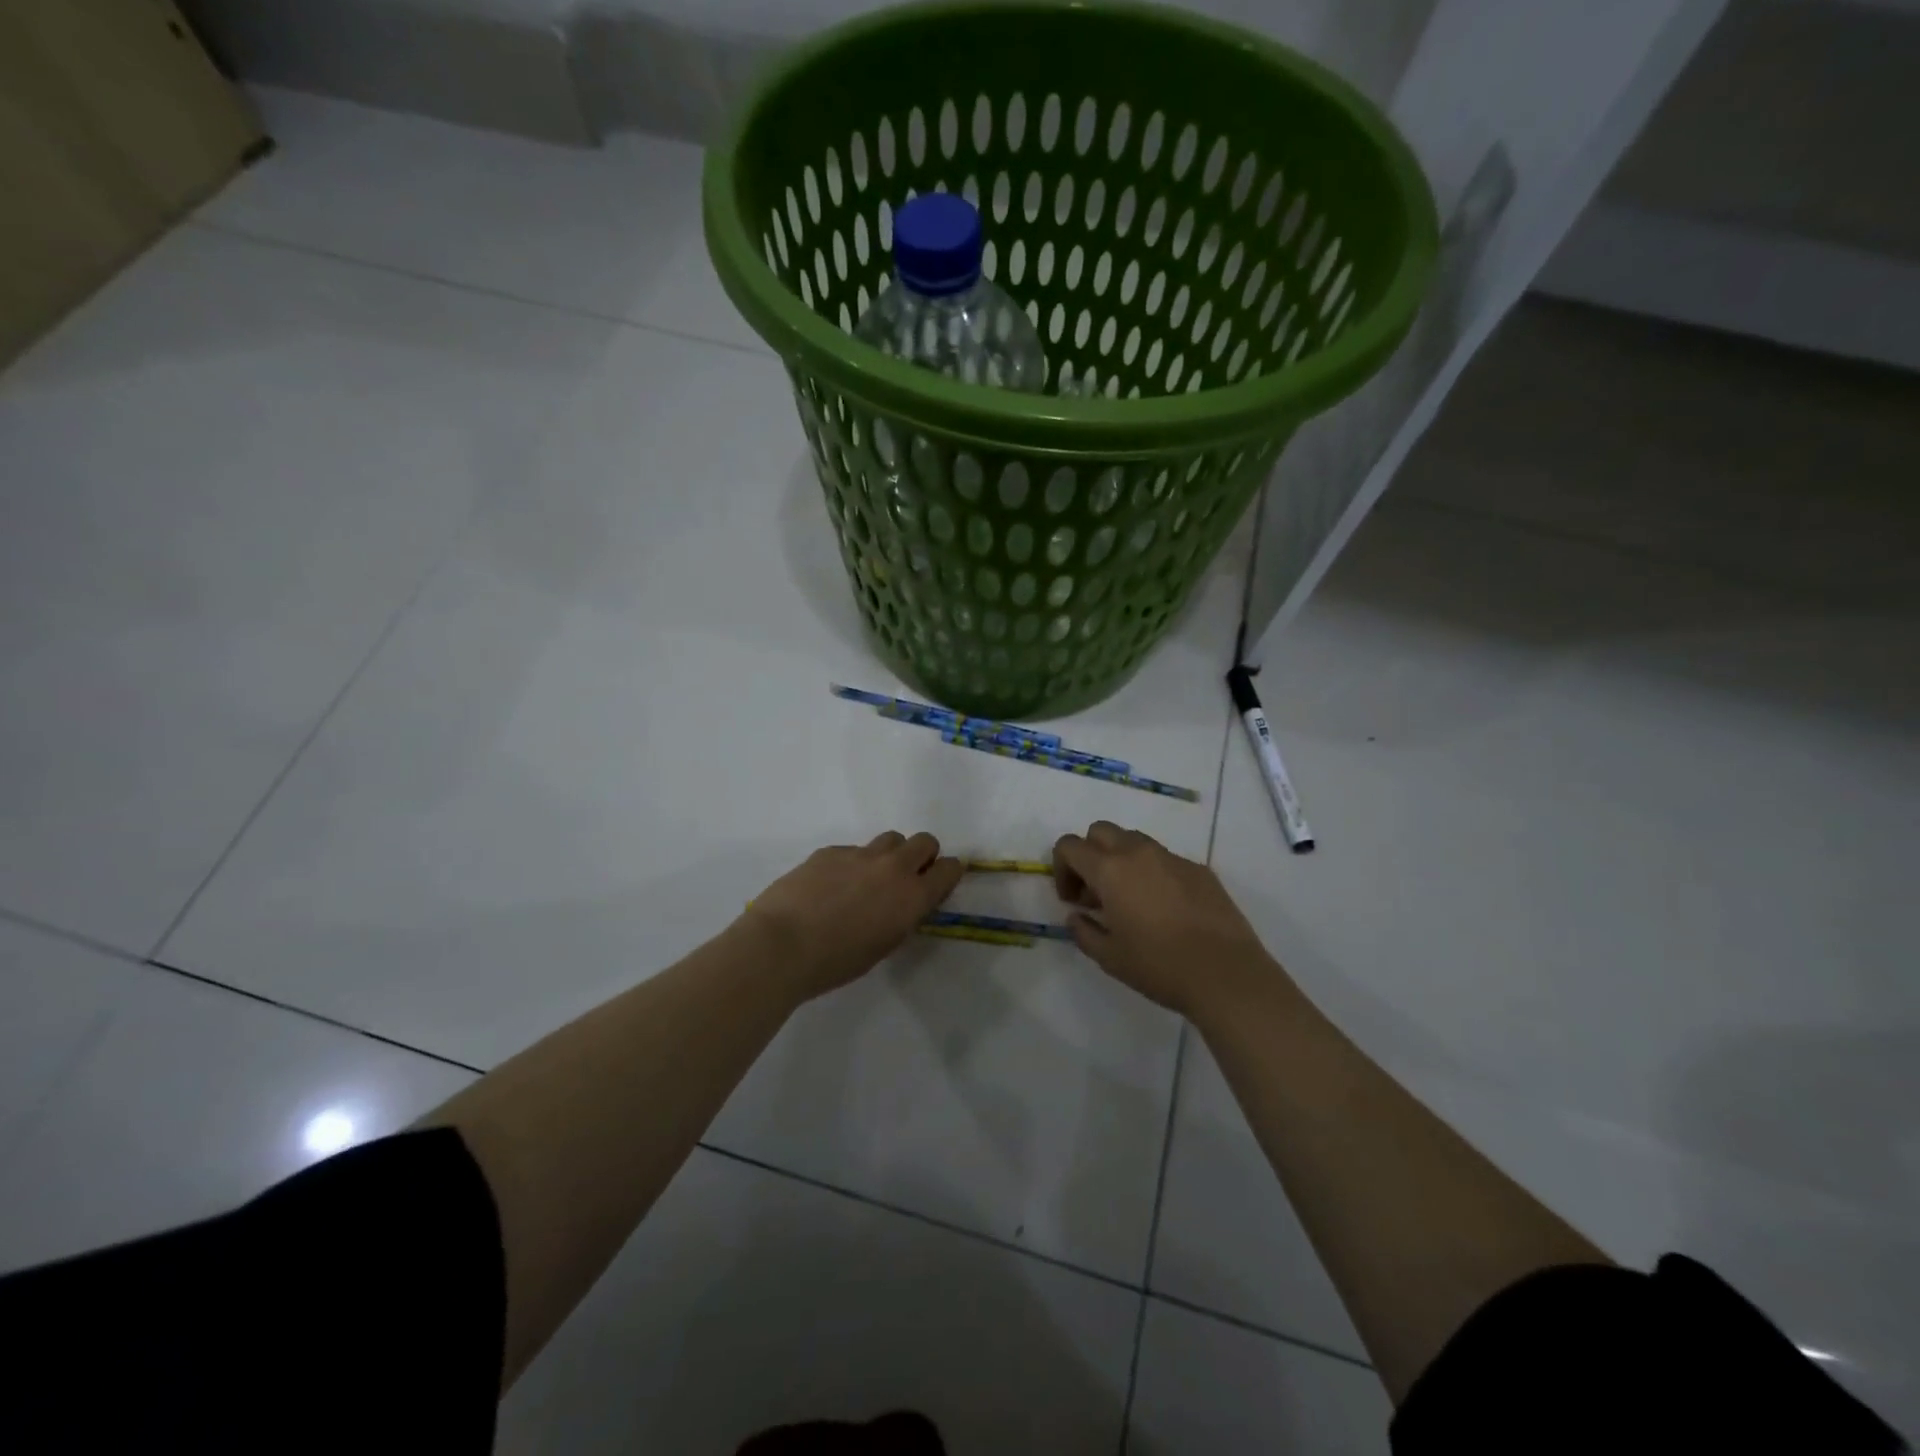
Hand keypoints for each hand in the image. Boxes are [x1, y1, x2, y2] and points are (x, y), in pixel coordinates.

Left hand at [744, 832, 963, 1000]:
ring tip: (870, 878)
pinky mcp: (831, 850)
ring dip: (890, 854)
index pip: (949, 869)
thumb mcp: (883, 946)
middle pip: (924, 841)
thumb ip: (901, 917)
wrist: (781, 945)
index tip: (939, 883)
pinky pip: (854, 850)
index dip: (947, 874)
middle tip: (907, 877)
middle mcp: (893, 867)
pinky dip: (852, 864)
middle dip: (923, 855)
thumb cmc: (835, 962)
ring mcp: (860, 854)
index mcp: (912, 897)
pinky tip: (831, 886)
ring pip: (890, 839)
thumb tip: (902, 904)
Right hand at [1053, 822, 1277, 1018]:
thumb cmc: (1159, 966)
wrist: (1226, 973)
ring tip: (1129, 899)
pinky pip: (1164, 859)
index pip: (1070, 846)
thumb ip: (1084, 931)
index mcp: (1110, 870)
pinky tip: (1164, 909)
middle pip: (1101, 831)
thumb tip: (1077, 916)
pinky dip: (1152, 873)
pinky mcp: (1199, 869)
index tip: (1072, 900)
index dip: (1061, 869)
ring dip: (1121, 860)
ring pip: (1134, 840)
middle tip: (1095, 893)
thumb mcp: (1109, 957)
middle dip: (1090, 854)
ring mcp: (1172, 858)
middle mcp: (1139, 853)